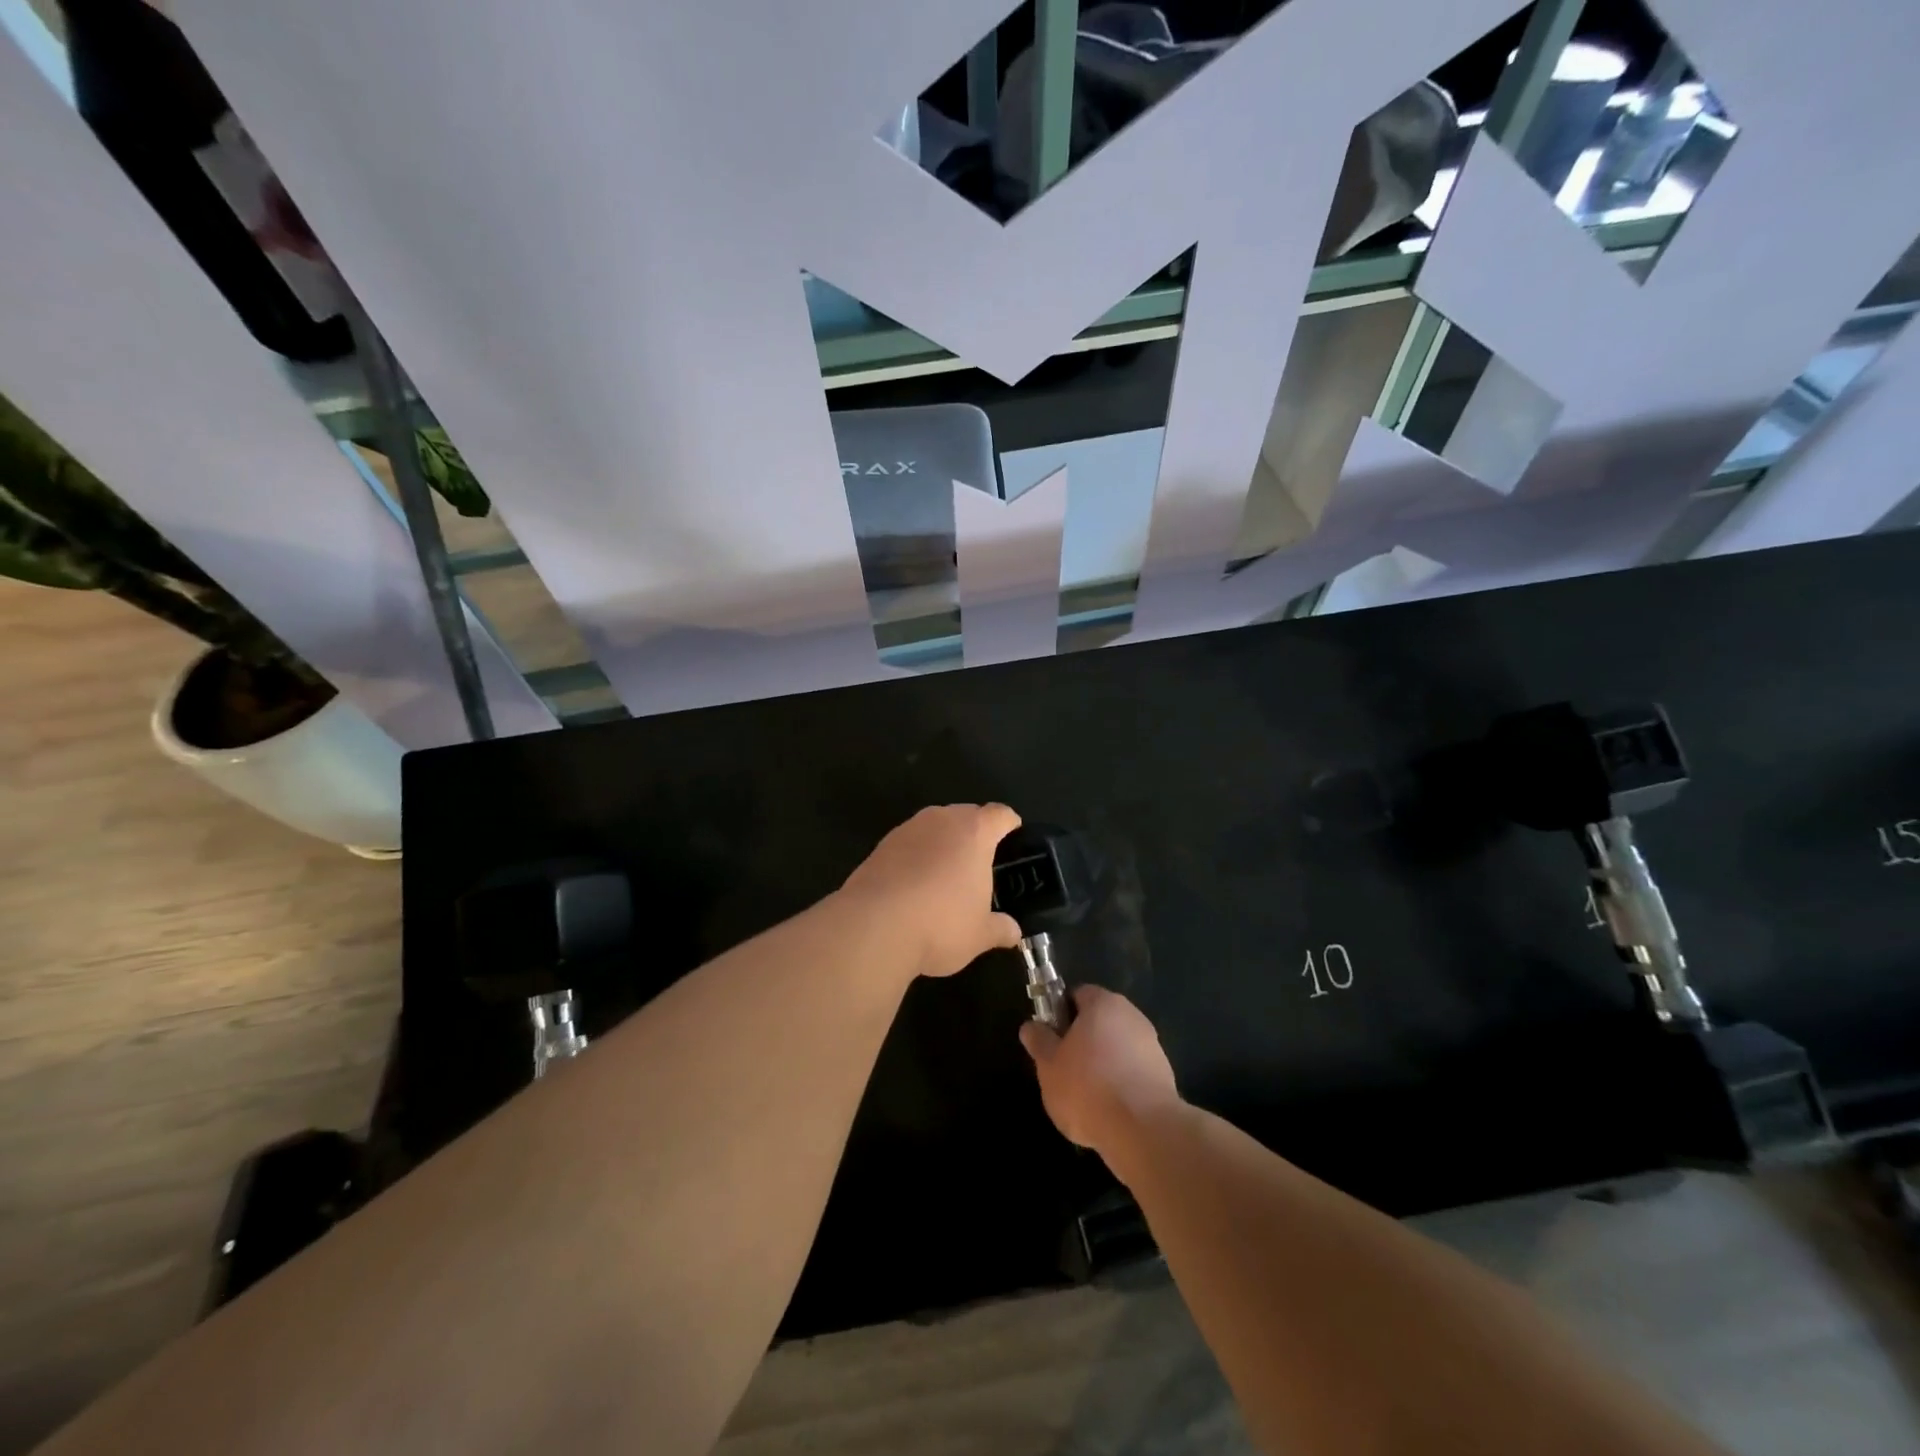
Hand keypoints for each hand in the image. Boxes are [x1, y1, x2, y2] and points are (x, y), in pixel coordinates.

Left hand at [839, 804, 1023, 979]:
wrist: (873, 926)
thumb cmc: (940, 924)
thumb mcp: (980, 935)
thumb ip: (1000, 929)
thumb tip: (1013, 932)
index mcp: (974, 832)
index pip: (1000, 814)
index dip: (1010, 824)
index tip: (1014, 836)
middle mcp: (941, 820)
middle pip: (966, 815)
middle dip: (975, 833)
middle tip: (981, 863)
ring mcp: (907, 829)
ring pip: (934, 827)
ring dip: (943, 844)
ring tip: (946, 876)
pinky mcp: (880, 845)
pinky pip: (909, 843)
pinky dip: (916, 857)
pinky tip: (915, 886)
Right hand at [1020, 987, 1180, 1165]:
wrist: (1144, 1131)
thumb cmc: (1088, 1087)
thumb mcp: (1048, 1065)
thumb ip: (1039, 1041)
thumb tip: (1031, 1026)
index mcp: (1103, 1003)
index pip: (1077, 995)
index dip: (1060, 1014)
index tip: (1050, 1039)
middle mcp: (1132, 1016)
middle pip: (1099, 1022)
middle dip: (1082, 1042)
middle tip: (1063, 1070)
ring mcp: (1152, 1046)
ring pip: (1117, 1049)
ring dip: (1102, 1066)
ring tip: (1086, 1098)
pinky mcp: (1165, 1076)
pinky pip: (1133, 1073)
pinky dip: (1121, 1086)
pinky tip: (1109, 1112)